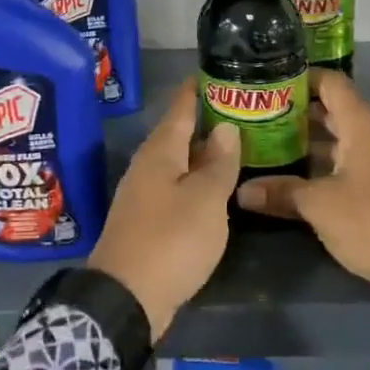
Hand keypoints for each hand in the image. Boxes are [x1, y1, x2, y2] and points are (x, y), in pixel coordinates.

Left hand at [88, 81, 241, 338]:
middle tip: (243, 109)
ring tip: (238, 144)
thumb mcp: (205, 200)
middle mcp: (148, 166)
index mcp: (160, 152)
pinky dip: (197, 180)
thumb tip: (226, 128)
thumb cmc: (170, 240)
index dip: (198, 89)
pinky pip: (176, 187)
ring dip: (205, 153)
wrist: (126, 298)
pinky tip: (217, 187)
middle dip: (208, 120)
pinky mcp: (147, 219)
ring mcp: (145, 193)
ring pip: (179, 162)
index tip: (219, 71)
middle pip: (179, 134)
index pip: (180, 108)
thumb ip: (218, 163)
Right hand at [235, 70, 369, 320]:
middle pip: (336, 110)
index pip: (331, 82)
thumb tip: (241, 191)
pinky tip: (303, 179)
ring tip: (273, 146)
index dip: (302, 78)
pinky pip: (355, 161)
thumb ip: (282, 193)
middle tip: (261, 117)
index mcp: (363, 125)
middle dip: (300, 112)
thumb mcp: (320, 206)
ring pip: (345, 138)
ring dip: (313, 141)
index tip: (269, 83)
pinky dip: (329, 163)